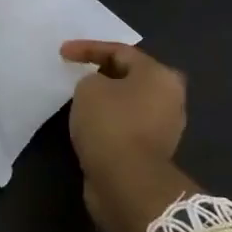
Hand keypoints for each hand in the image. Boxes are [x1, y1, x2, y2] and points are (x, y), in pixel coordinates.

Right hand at [61, 41, 201, 231]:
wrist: (127, 183)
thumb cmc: (110, 124)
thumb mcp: (89, 88)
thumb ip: (92, 78)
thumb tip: (100, 90)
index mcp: (160, 76)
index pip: (120, 51)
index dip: (87, 48)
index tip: (62, 53)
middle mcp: (169, 98)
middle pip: (130, 76)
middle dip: (102, 72)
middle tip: (78, 72)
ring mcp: (164, 127)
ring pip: (129, 102)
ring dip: (106, 99)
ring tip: (79, 97)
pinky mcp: (153, 152)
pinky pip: (127, 125)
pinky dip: (109, 120)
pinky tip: (90, 122)